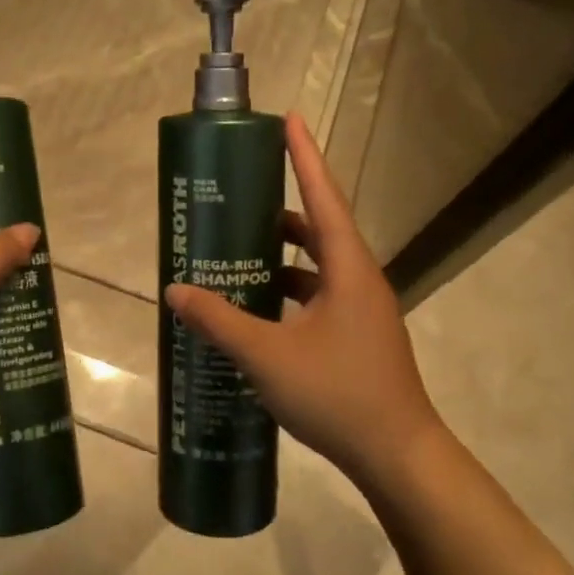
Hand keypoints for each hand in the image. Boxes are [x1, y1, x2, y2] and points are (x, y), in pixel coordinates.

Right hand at [164, 111, 445, 491]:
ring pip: (318, 268)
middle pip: (320, 229)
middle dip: (282, 211)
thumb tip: (176, 290)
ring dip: (282, 257)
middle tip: (240, 201)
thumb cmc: (337, 394)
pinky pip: (318, 298)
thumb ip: (220, 320)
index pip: (323, 197)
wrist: (398, 455)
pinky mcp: (357, 338)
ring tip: (238, 253)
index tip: (290, 119)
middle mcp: (359, 280)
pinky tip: (258, 310)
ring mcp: (362, 311)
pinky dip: (288, 293)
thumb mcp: (267, 355)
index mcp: (348, 269)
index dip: (305, 157)